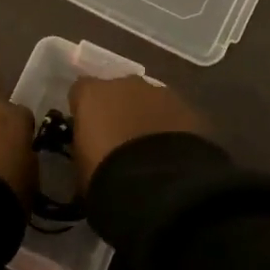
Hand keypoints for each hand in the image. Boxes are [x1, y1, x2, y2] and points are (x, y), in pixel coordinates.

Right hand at [67, 76, 207, 191]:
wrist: (157, 185)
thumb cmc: (105, 175)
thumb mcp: (80, 166)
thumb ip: (84, 147)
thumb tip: (90, 151)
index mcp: (92, 93)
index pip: (80, 92)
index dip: (84, 111)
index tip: (87, 132)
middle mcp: (125, 83)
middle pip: (118, 92)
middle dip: (119, 110)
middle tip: (120, 141)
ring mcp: (161, 93)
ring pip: (149, 101)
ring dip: (147, 118)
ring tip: (150, 150)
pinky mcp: (189, 109)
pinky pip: (174, 116)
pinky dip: (171, 129)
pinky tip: (172, 154)